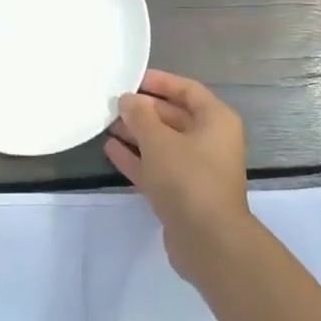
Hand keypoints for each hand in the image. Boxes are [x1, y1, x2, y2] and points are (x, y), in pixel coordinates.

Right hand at [105, 70, 252, 284]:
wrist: (209, 241)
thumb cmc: (188, 178)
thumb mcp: (159, 141)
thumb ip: (140, 116)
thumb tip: (128, 100)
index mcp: (215, 120)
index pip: (186, 90)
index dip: (159, 82)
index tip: (130, 79)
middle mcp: (210, 141)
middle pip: (173, 116)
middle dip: (143, 110)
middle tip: (111, 103)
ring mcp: (196, 169)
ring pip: (162, 143)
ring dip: (136, 133)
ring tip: (105, 123)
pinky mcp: (182, 193)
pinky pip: (157, 166)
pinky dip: (136, 157)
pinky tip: (110, 149)